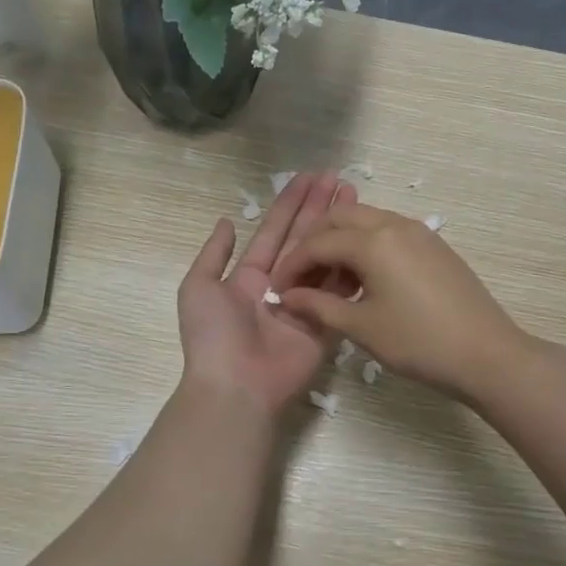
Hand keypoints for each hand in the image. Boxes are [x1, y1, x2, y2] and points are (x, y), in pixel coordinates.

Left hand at [176, 173, 357, 411]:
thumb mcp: (198, 287)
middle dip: (320, 209)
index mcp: (249, 277)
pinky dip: (351, 268)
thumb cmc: (213, 336)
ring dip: (339, 231)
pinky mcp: (324, 325)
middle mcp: (279, 286)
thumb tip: (227, 221)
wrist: (235, 386)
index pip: (274, 232)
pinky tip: (366, 243)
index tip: (310, 178)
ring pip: (325, 261)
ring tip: (358, 202)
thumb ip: (214, 254)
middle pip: (303, 240)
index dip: (291, 204)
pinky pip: (339, 293)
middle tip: (340, 179)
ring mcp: (304, 305)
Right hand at [273, 206, 526, 399]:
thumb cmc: (418, 343)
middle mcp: (394, 224)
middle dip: (314, 243)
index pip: (317, 243)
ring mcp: (419, 232)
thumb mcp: (362, 328)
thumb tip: (288, 297)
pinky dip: (367, 246)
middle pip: (340, 218)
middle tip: (301, 277)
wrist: (486, 354)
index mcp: (373, 241)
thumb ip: (319, 306)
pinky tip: (364, 280)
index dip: (292, 265)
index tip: (278, 290)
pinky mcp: (434, 245)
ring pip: (366, 221)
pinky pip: (389, 232)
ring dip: (341, 242)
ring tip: (331, 281)